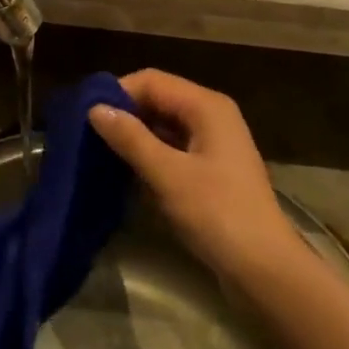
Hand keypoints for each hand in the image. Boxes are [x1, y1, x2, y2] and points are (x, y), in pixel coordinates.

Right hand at [89, 70, 297, 286]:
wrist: (263, 267)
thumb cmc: (217, 214)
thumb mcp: (168, 174)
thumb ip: (131, 138)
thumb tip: (95, 108)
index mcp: (207, 106)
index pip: (152, 80)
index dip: (118, 92)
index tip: (85, 115)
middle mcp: (212, 115)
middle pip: (159, 99)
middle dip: (125, 113)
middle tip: (87, 134)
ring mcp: (213, 143)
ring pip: (164, 124)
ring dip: (135, 135)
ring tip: (98, 151)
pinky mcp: (210, 169)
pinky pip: (172, 147)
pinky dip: (149, 154)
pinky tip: (125, 171)